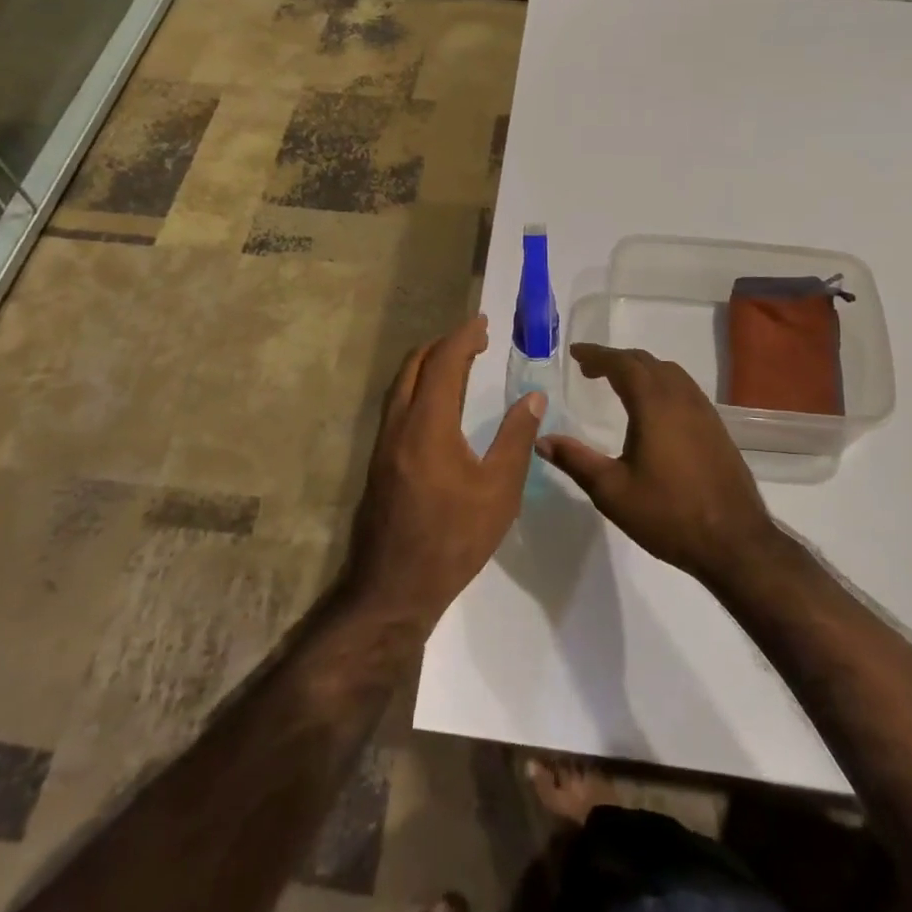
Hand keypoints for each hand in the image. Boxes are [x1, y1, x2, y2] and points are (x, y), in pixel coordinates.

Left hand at [344, 315, 543, 628]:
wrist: (393, 588)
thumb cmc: (453, 539)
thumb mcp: (499, 491)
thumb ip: (516, 438)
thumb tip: (533, 397)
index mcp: (428, 424)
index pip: (445, 362)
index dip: (464, 337)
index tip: (483, 323)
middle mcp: (399, 423)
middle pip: (416, 364)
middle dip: (444, 344)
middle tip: (476, 340)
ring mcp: (383, 442)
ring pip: (402, 383)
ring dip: (429, 363)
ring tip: (459, 362)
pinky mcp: (379, 459)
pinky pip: (398, 403)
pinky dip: (419, 386)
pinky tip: (438, 403)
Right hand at [538, 344, 780, 588]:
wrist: (735, 542)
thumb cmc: (668, 514)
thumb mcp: (612, 491)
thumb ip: (575, 460)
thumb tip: (541, 440)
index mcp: (654, 405)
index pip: (623, 364)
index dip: (597, 355)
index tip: (575, 353)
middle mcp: (681, 398)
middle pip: (647, 362)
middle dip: (616, 359)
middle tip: (590, 368)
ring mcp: (704, 411)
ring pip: (670, 373)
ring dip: (641, 369)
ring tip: (618, 382)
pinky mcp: (716, 428)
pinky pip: (684, 388)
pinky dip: (661, 383)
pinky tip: (653, 408)